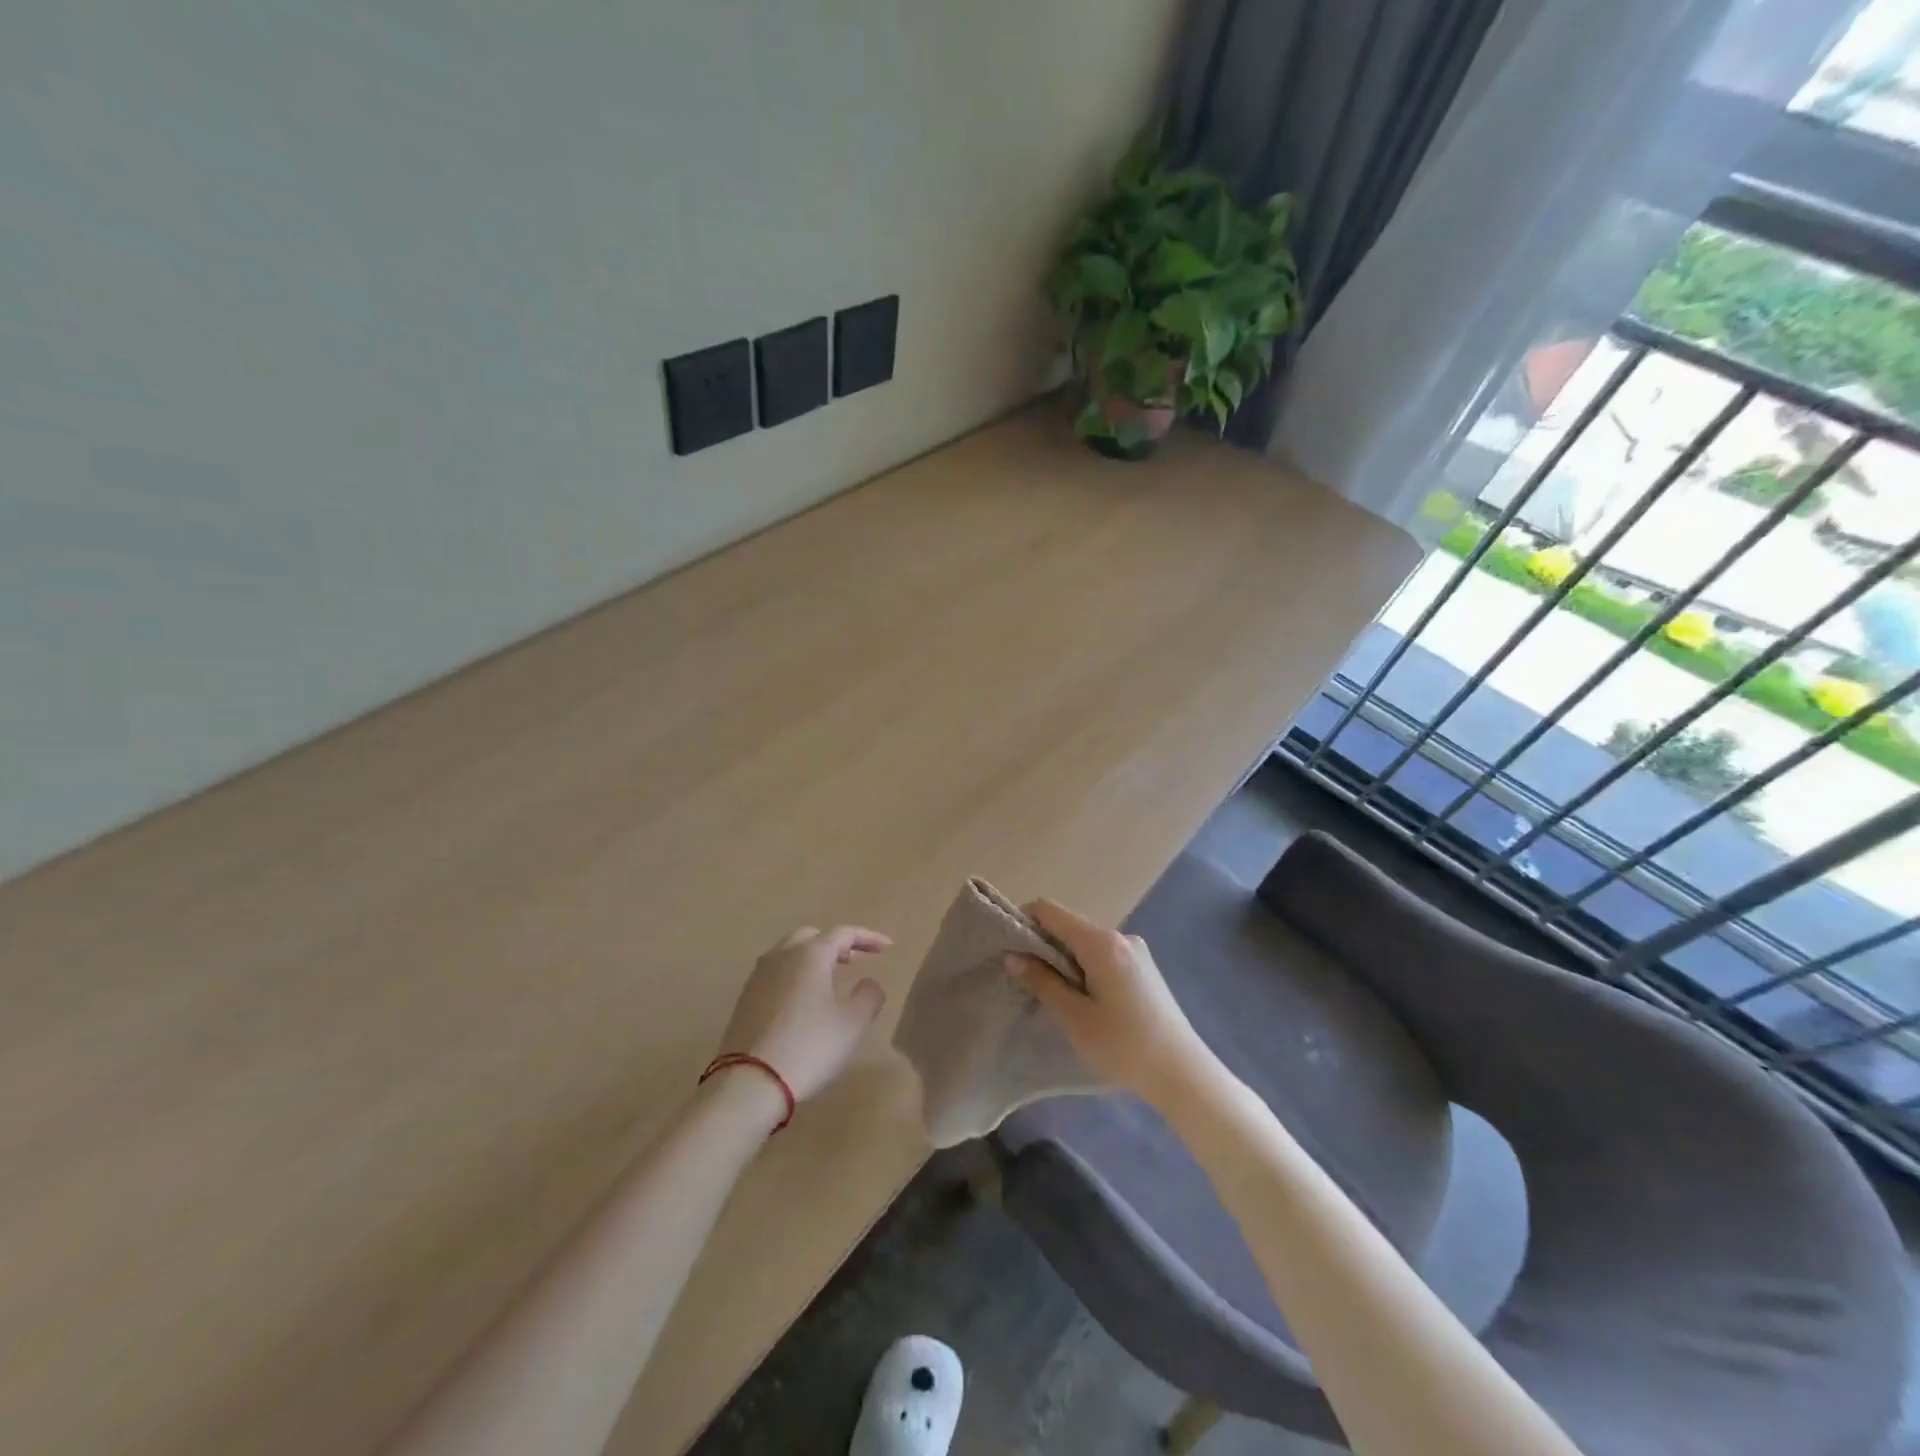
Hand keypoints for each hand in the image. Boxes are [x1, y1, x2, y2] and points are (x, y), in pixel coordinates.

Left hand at [716, 926, 890, 1102]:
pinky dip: (796, 974)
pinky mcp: (745, 998)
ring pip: (790, 952)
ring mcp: (759, 976)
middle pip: (813, 936)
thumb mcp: (852, 1024)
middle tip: (856, 960)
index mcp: (810, 954)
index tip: (887, 947)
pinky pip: (776, 972)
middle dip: (837, 944)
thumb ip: (869, 996)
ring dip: (814, 958)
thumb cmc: (808, 1047)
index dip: (868, 937)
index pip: (844, 933)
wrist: (749, 1082)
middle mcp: (782, 956)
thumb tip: (870, 983)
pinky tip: (804, 998)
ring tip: (832, 977)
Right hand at [1006, 900, 1212, 1102]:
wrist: (1183, 1073)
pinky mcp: (1144, 968)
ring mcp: (1136, 951)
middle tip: (1027, 979)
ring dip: (1066, 960)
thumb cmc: (1124, 1045)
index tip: (1011, 950)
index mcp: (1101, 942)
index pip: (1049, 910)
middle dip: (1044, 945)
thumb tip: (1013, 956)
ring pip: (1087, 943)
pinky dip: (1086, 968)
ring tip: (1056, 996)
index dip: (1024, 922)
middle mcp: (1120, 936)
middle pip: (1069, 925)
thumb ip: (1043, 982)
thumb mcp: (1075, 1017)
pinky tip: (1086, 1001)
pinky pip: (1104, 955)